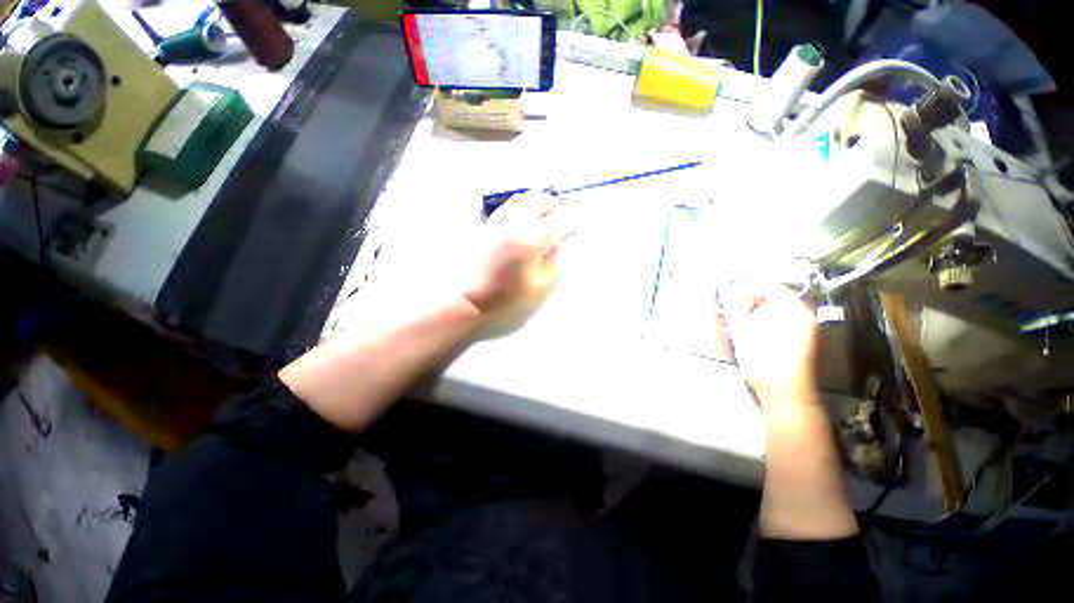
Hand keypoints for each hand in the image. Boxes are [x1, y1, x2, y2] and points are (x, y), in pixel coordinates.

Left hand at [462, 192, 562, 316]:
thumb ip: (554, 264)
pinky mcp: (484, 228)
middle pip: (538, 200)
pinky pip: (507, 209)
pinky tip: (521, 227)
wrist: (465, 305)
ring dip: (535, 207)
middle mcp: (514, 223)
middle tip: (558, 224)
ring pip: (520, 200)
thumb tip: (555, 246)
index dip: (571, 224)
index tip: (574, 231)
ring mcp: (496, 223)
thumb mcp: (540, 289)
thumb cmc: (506, 303)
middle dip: (553, 208)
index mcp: (531, 239)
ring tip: (540, 223)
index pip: (559, 220)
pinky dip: (520, 211)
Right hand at [719, 283, 818, 406]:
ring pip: (774, 310)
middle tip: (731, 305)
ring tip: (736, 317)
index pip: (771, 286)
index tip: (729, 289)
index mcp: (796, 311)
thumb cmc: (765, 363)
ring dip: (753, 311)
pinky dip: (760, 321)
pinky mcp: (797, 340)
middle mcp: (803, 317)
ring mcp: (803, 329)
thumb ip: (733, 308)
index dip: (748, 286)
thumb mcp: (744, 332)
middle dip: (750, 299)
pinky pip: (776, 321)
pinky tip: (747, 329)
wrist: (785, 396)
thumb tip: (725, 290)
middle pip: (773, 297)